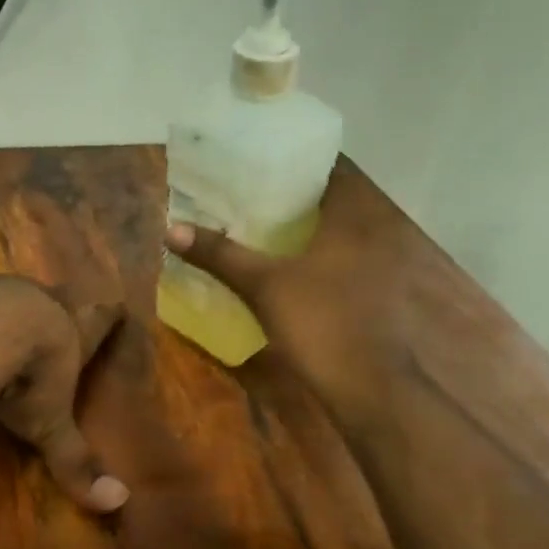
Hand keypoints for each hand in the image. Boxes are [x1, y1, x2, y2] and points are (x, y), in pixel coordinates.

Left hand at [0, 277, 129, 512]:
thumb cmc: (32, 374)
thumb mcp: (51, 423)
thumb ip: (75, 460)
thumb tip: (116, 502)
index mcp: (81, 326)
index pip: (107, 314)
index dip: (111, 315)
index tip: (117, 310)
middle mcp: (48, 301)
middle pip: (64, 299)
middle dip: (64, 311)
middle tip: (62, 325)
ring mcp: (4, 292)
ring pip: (21, 296)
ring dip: (19, 311)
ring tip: (13, 331)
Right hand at [163, 165, 435, 424]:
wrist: (368, 386)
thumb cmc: (320, 322)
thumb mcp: (263, 286)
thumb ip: (221, 256)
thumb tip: (171, 229)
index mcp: (352, 220)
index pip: (335, 171)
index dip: (302, 164)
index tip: (266, 162)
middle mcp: (372, 236)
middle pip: (334, 204)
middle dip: (297, 199)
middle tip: (254, 194)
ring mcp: (377, 271)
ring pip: (339, 237)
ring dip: (307, 232)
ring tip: (263, 228)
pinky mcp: (374, 300)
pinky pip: (342, 265)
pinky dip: (318, 261)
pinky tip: (288, 271)